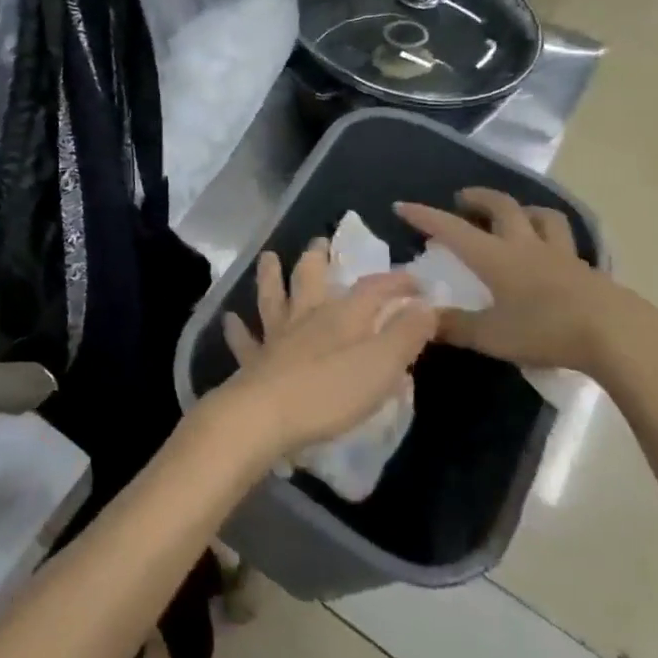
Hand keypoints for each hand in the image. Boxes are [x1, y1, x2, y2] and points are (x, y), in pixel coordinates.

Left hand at [213, 240, 436, 461]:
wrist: (266, 416)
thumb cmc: (331, 392)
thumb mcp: (383, 365)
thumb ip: (406, 334)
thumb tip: (426, 304)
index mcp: (342, 317)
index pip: (373, 288)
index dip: (396, 282)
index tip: (417, 281)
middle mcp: (306, 318)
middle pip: (311, 279)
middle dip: (318, 259)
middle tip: (319, 241)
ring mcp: (275, 338)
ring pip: (272, 298)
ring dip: (271, 276)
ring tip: (268, 257)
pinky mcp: (253, 362)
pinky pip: (244, 340)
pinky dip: (237, 329)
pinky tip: (230, 319)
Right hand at [397, 189, 657, 378]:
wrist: (619, 336)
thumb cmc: (546, 331)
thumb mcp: (491, 336)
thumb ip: (454, 327)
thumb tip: (421, 319)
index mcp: (496, 257)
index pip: (452, 229)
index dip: (425, 216)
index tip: (402, 205)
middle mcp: (526, 246)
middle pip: (502, 207)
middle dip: (478, 198)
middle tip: (462, 200)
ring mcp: (561, 255)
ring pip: (542, 217)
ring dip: (523, 210)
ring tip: (513, 217)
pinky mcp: (588, 271)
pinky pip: (565, 242)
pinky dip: (550, 238)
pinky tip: (549, 255)